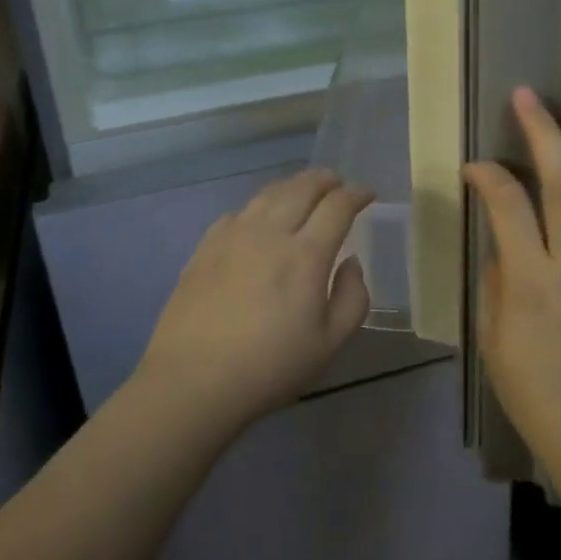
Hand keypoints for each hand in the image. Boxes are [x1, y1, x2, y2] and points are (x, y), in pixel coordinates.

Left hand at [136, 169, 373, 436]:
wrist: (193, 380)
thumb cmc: (269, 367)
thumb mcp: (329, 345)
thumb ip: (352, 298)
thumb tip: (351, 263)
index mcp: (306, 255)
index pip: (337, 207)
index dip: (356, 194)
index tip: (367, 195)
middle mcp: (270, 233)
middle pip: (301, 188)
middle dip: (325, 180)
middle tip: (336, 182)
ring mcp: (233, 236)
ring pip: (268, 194)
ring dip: (292, 185)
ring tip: (302, 190)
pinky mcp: (205, 247)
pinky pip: (238, 212)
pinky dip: (258, 205)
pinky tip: (259, 217)